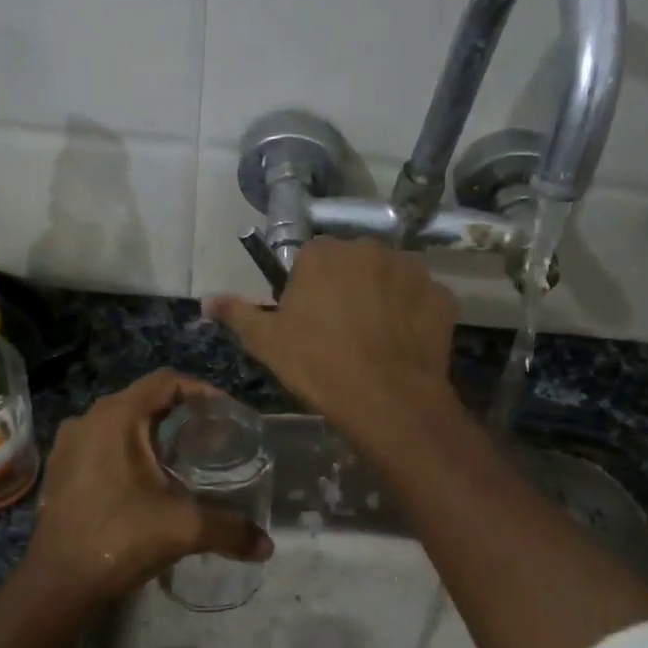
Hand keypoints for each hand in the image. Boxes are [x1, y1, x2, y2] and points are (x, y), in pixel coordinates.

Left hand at [19, 370, 272, 611]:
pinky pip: (101, 444)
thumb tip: (267, 546)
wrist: (58, 584)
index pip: (167, 382)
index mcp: (116, 417)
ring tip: (183, 458)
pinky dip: (128, 452)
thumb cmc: (120, 538)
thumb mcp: (184, 529)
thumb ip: (231, 530)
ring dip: (153, 434)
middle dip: (181, 414)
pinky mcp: (60, 470)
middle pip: (144, 400)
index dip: (202, 391)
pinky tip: (146, 482)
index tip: (227, 414)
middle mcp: (88, 419)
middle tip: (212, 437)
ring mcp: (69, 445)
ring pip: (121, 423)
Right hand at [205, 237, 458, 439]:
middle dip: (347, 288)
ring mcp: (412, 270)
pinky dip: (412, 316)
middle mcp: (370, 248)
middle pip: (353, 264)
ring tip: (375, 340)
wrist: (385, 399)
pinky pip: (421, 300)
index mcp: (325, 253)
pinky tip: (402, 345)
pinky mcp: (441, 297)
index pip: (311, 259)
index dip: (308, 289)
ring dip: (382, 298)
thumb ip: (236, 314)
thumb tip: (207, 300)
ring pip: (390, 278)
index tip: (308, 320)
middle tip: (340, 330)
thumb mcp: (266, 342)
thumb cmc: (317, 364)